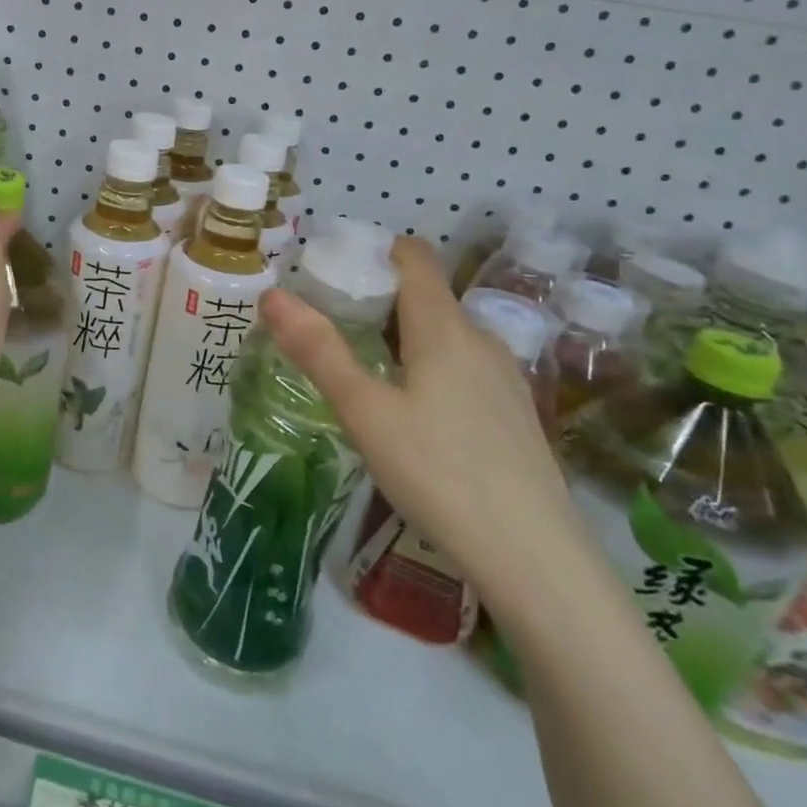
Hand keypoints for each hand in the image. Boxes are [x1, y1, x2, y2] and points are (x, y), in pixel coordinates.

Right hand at [258, 237, 584, 601]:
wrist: (534, 557)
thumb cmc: (438, 472)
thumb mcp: (364, 411)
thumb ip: (318, 350)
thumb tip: (273, 294)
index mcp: (444, 327)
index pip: (414, 257)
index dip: (374, 250)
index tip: (331, 268)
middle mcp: (480, 338)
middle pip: (425, 294)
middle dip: (376, 296)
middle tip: (328, 324)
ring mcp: (503, 376)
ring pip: (444, 332)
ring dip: (401, 333)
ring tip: (360, 365)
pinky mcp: (512, 411)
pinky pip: (462, 364)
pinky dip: (427, 363)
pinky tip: (409, 409)